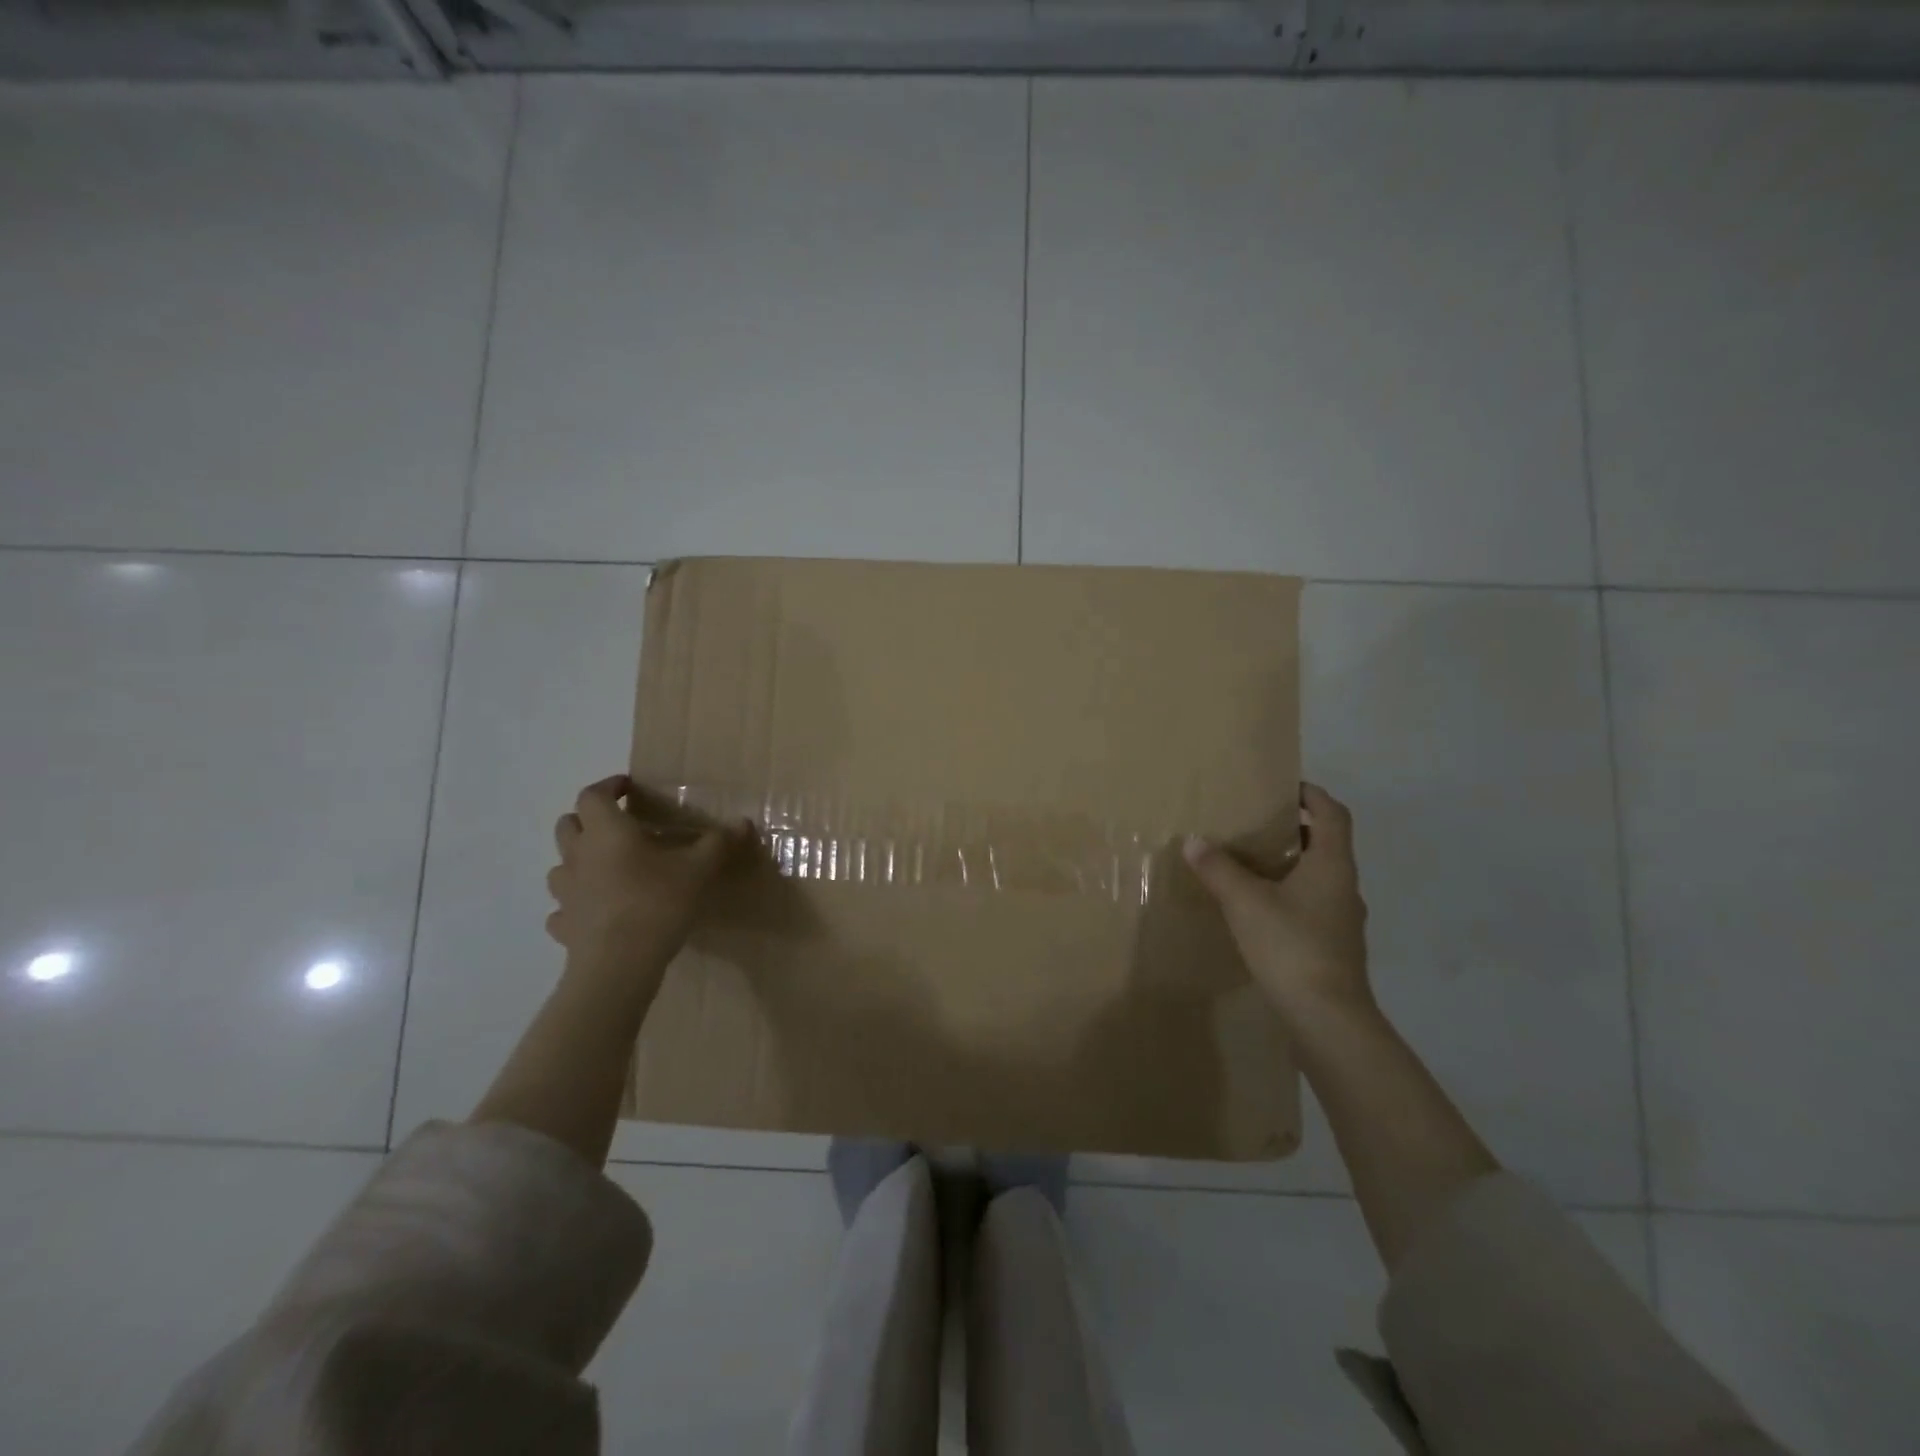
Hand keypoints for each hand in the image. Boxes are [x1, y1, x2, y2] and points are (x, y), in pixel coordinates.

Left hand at [546, 776, 748, 972]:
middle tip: (619, 825)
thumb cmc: (658, 903)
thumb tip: (744, 822)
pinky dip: (576, 902)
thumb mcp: (700, 869)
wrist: (619, 964)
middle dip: (589, 818)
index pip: (593, 795)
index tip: (628, 788)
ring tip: (607, 868)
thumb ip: (719, 842)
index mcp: (607, 831)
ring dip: (579, 859)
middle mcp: (578, 855)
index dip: (609, 786)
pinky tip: (597, 910)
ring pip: (560, 864)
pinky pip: (563, 906)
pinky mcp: (563, 924)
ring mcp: (565, 891)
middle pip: (568, 824)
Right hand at [1183, 783, 1372, 1024]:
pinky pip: (1311, 904)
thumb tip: (1194, 841)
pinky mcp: (1333, 945)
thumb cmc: (1291, 946)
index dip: (1312, 794)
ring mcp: (1342, 919)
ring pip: (1317, 876)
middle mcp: (1344, 886)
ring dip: (1290, 863)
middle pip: (1325, 844)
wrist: (1327, 1018)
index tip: (1283, 786)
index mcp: (1331, 865)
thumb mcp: (1245, 902)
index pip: (1332, 814)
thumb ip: (1219, 869)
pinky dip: (1288, 894)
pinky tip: (1259, 908)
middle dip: (1293, 829)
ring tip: (1250, 863)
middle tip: (1254, 823)